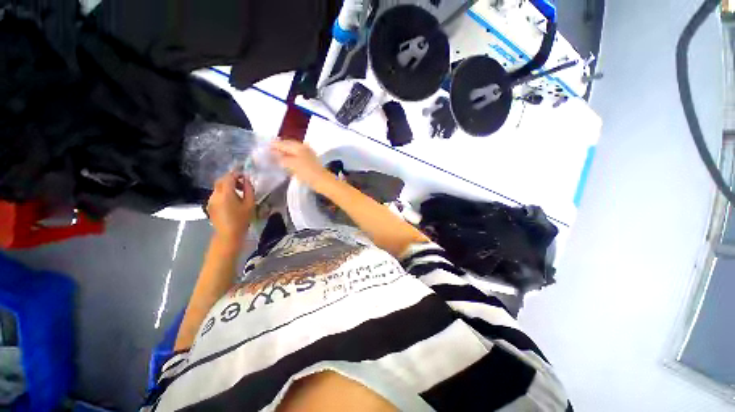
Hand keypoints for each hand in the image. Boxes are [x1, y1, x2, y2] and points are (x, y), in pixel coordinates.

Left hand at [206, 172, 254, 245]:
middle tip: (242, 184)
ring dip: (227, 186)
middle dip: (231, 179)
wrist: (228, 234)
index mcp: (226, 193)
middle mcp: (215, 194)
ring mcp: (210, 200)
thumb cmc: (242, 219)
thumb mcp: (250, 204)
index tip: (245, 175)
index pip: (229, 177)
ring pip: (218, 187)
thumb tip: (246, 180)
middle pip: (221, 180)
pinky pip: (216, 194)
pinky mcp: (209, 205)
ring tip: (239, 193)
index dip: (237, 173)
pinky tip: (232, 200)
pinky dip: (224, 193)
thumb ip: (249, 189)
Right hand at [271, 140, 332, 190]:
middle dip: (279, 148)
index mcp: (299, 146)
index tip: (265, 146)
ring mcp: (307, 155)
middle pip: (288, 146)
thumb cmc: (307, 171)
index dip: (274, 145)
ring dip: (284, 153)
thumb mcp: (292, 164)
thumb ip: (282, 158)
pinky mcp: (309, 162)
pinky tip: (286, 162)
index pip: (284, 143)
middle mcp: (303, 148)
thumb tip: (274, 154)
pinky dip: (290, 158)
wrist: (322, 181)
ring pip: (292, 151)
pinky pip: (296, 157)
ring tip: (275, 157)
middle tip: (269, 151)